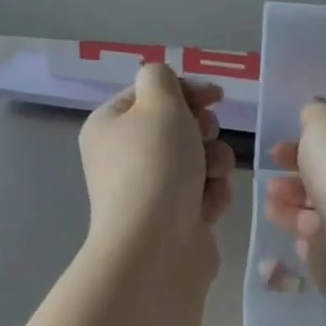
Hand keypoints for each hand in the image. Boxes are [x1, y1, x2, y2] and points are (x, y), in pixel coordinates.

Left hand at [80, 64, 236, 255]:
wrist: (157, 247)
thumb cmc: (155, 167)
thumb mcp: (158, 104)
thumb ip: (162, 78)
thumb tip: (164, 84)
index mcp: (110, 126)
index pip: (151, 94)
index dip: (187, 91)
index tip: (216, 97)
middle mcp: (126, 158)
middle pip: (179, 128)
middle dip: (204, 132)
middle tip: (205, 139)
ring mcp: (151, 191)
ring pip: (199, 161)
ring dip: (214, 164)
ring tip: (210, 179)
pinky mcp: (176, 219)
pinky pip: (205, 193)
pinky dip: (213, 196)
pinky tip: (208, 208)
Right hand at [262, 101, 325, 325]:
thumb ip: (316, 115)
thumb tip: (315, 113)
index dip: (302, 145)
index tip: (275, 150)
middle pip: (324, 180)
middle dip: (295, 177)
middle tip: (270, 179)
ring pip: (316, 212)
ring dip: (291, 206)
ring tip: (269, 203)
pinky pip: (317, 245)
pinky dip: (302, 237)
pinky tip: (290, 234)